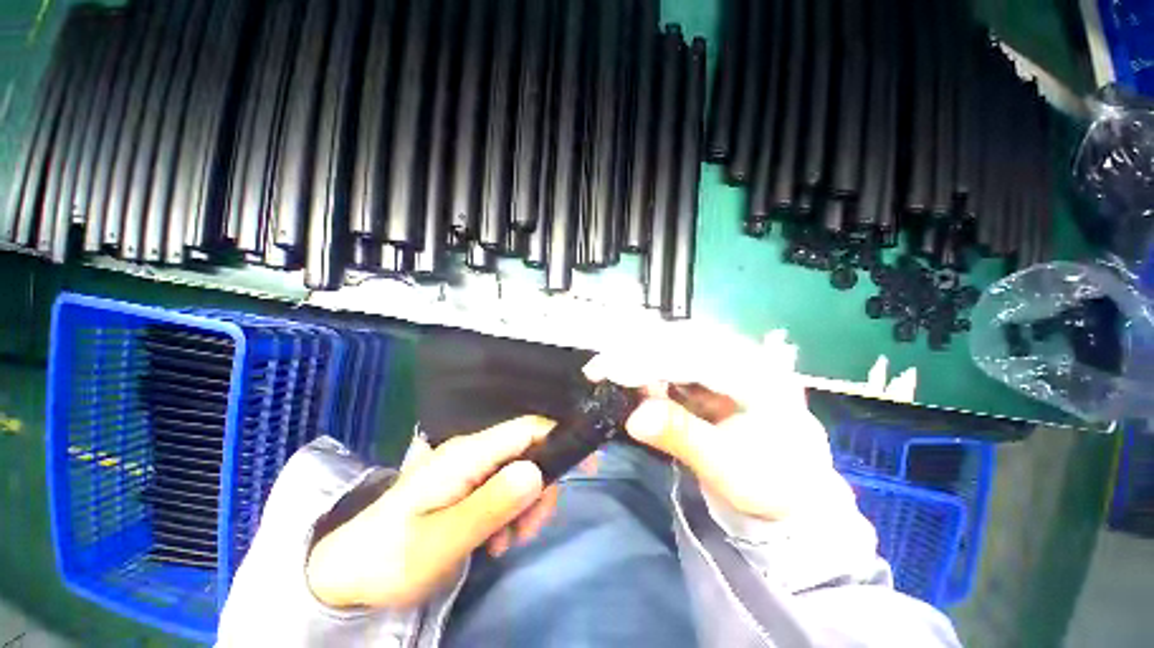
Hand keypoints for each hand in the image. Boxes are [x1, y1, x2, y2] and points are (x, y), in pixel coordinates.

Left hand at [306, 416, 559, 608]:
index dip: (561, 438)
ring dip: (526, 504)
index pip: (527, 429)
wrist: (345, 572)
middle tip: (529, 530)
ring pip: (520, 471)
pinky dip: (512, 510)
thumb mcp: (441, 542)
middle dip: (541, 488)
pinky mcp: (466, 482)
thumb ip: (491, 505)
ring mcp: (469, 466)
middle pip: (528, 451)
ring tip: (507, 542)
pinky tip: (497, 539)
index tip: (588, 465)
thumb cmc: (388, 557)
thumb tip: (537, 472)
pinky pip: (504, 486)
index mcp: (467, 454)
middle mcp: (472, 451)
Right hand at [584, 333, 839, 521]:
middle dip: (634, 351)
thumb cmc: (767, 481)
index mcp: (756, 373)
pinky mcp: (711, 369)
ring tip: (610, 375)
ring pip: (672, 344)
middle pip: (678, 339)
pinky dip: (647, 367)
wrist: (790, 487)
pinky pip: (672, 358)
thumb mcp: (728, 467)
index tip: (604, 370)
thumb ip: (682, 436)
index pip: (690, 355)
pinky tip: (632, 379)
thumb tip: (634, 417)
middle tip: (598, 370)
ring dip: (638, 356)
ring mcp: (725, 359)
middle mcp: (740, 354)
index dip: (644, 360)